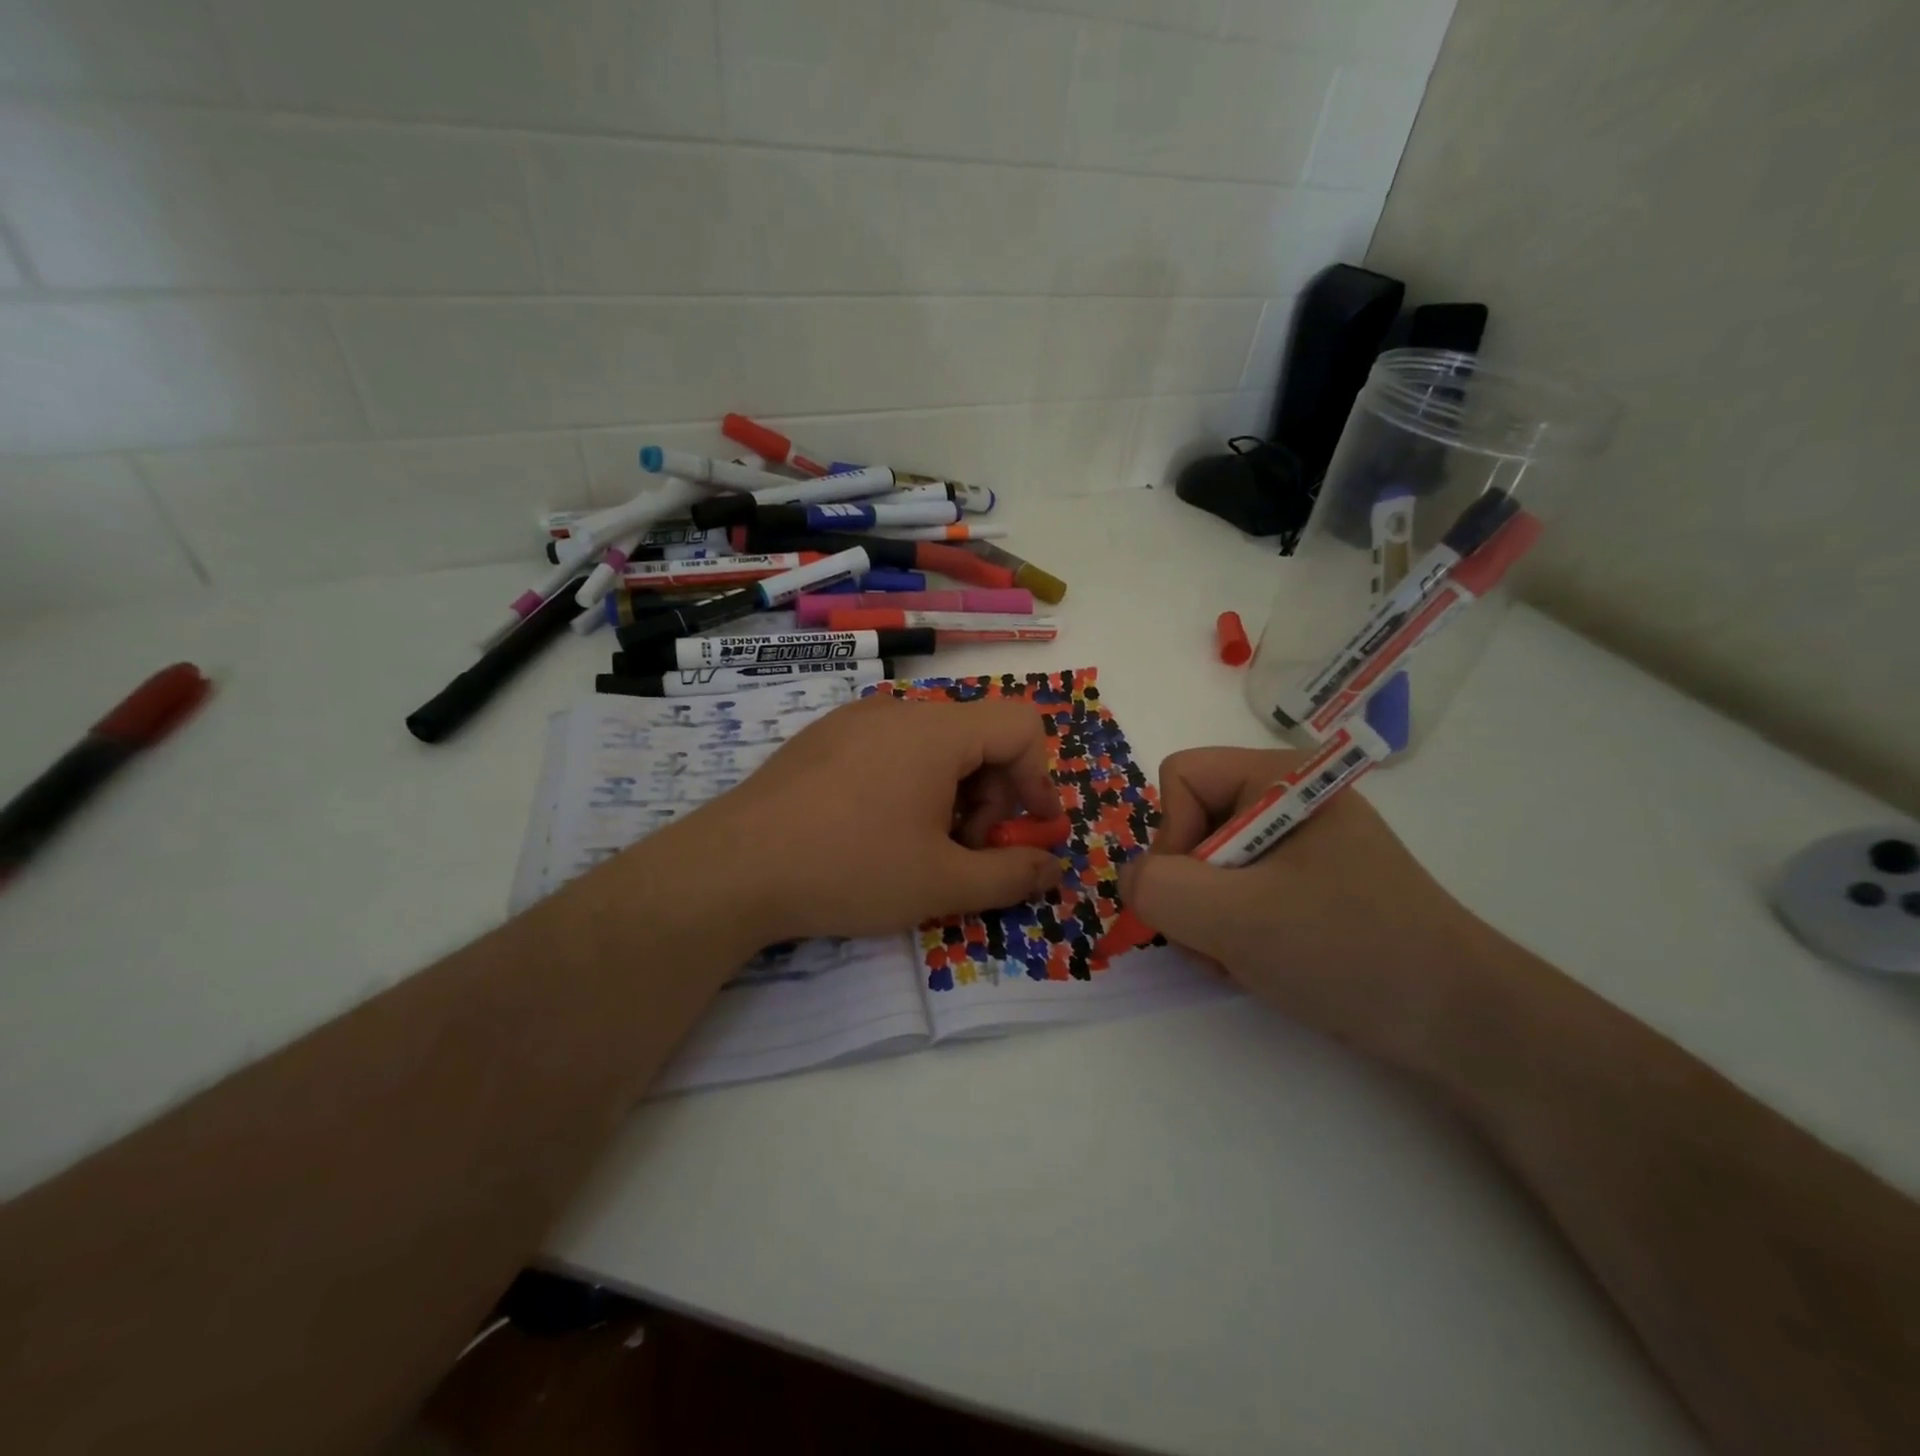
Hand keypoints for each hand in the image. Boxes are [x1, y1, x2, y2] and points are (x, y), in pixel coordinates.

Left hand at [671, 695, 1064, 941]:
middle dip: (993, 796)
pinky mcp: (823, 739)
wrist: (733, 869)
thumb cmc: (849, 869)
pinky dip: (911, 784)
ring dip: (953, 794)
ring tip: (924, 846)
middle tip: (968, 851)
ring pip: (933, 745)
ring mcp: (854, 721)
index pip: (1020, 726)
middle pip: (977, 737)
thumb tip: (1055, 869)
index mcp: (935, 731)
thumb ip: (1011, 875)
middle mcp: (897, 711)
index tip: (1032, 831)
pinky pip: (891, 749)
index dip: (1040, 779)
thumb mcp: (942, 883)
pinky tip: (879, 831)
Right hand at [1120, 747, 1482, 1061]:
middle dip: (1191, 890)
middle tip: (1222, 938)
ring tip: (1244, 958)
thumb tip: (1132, 879)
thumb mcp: (1238, 919)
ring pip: (1206, 866)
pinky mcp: (1305, 885)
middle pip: (1190, 824)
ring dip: (1207, 919)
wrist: (1461, 1024)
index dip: (1173, 836)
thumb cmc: (1350, 951)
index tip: (1202, 894)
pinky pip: (1234, 892)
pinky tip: (1260, 963)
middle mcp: (1286, 800)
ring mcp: (1298, 845)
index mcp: (1281, 777)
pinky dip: (1230, 931)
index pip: (1181, 777)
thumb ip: (1160, 889)